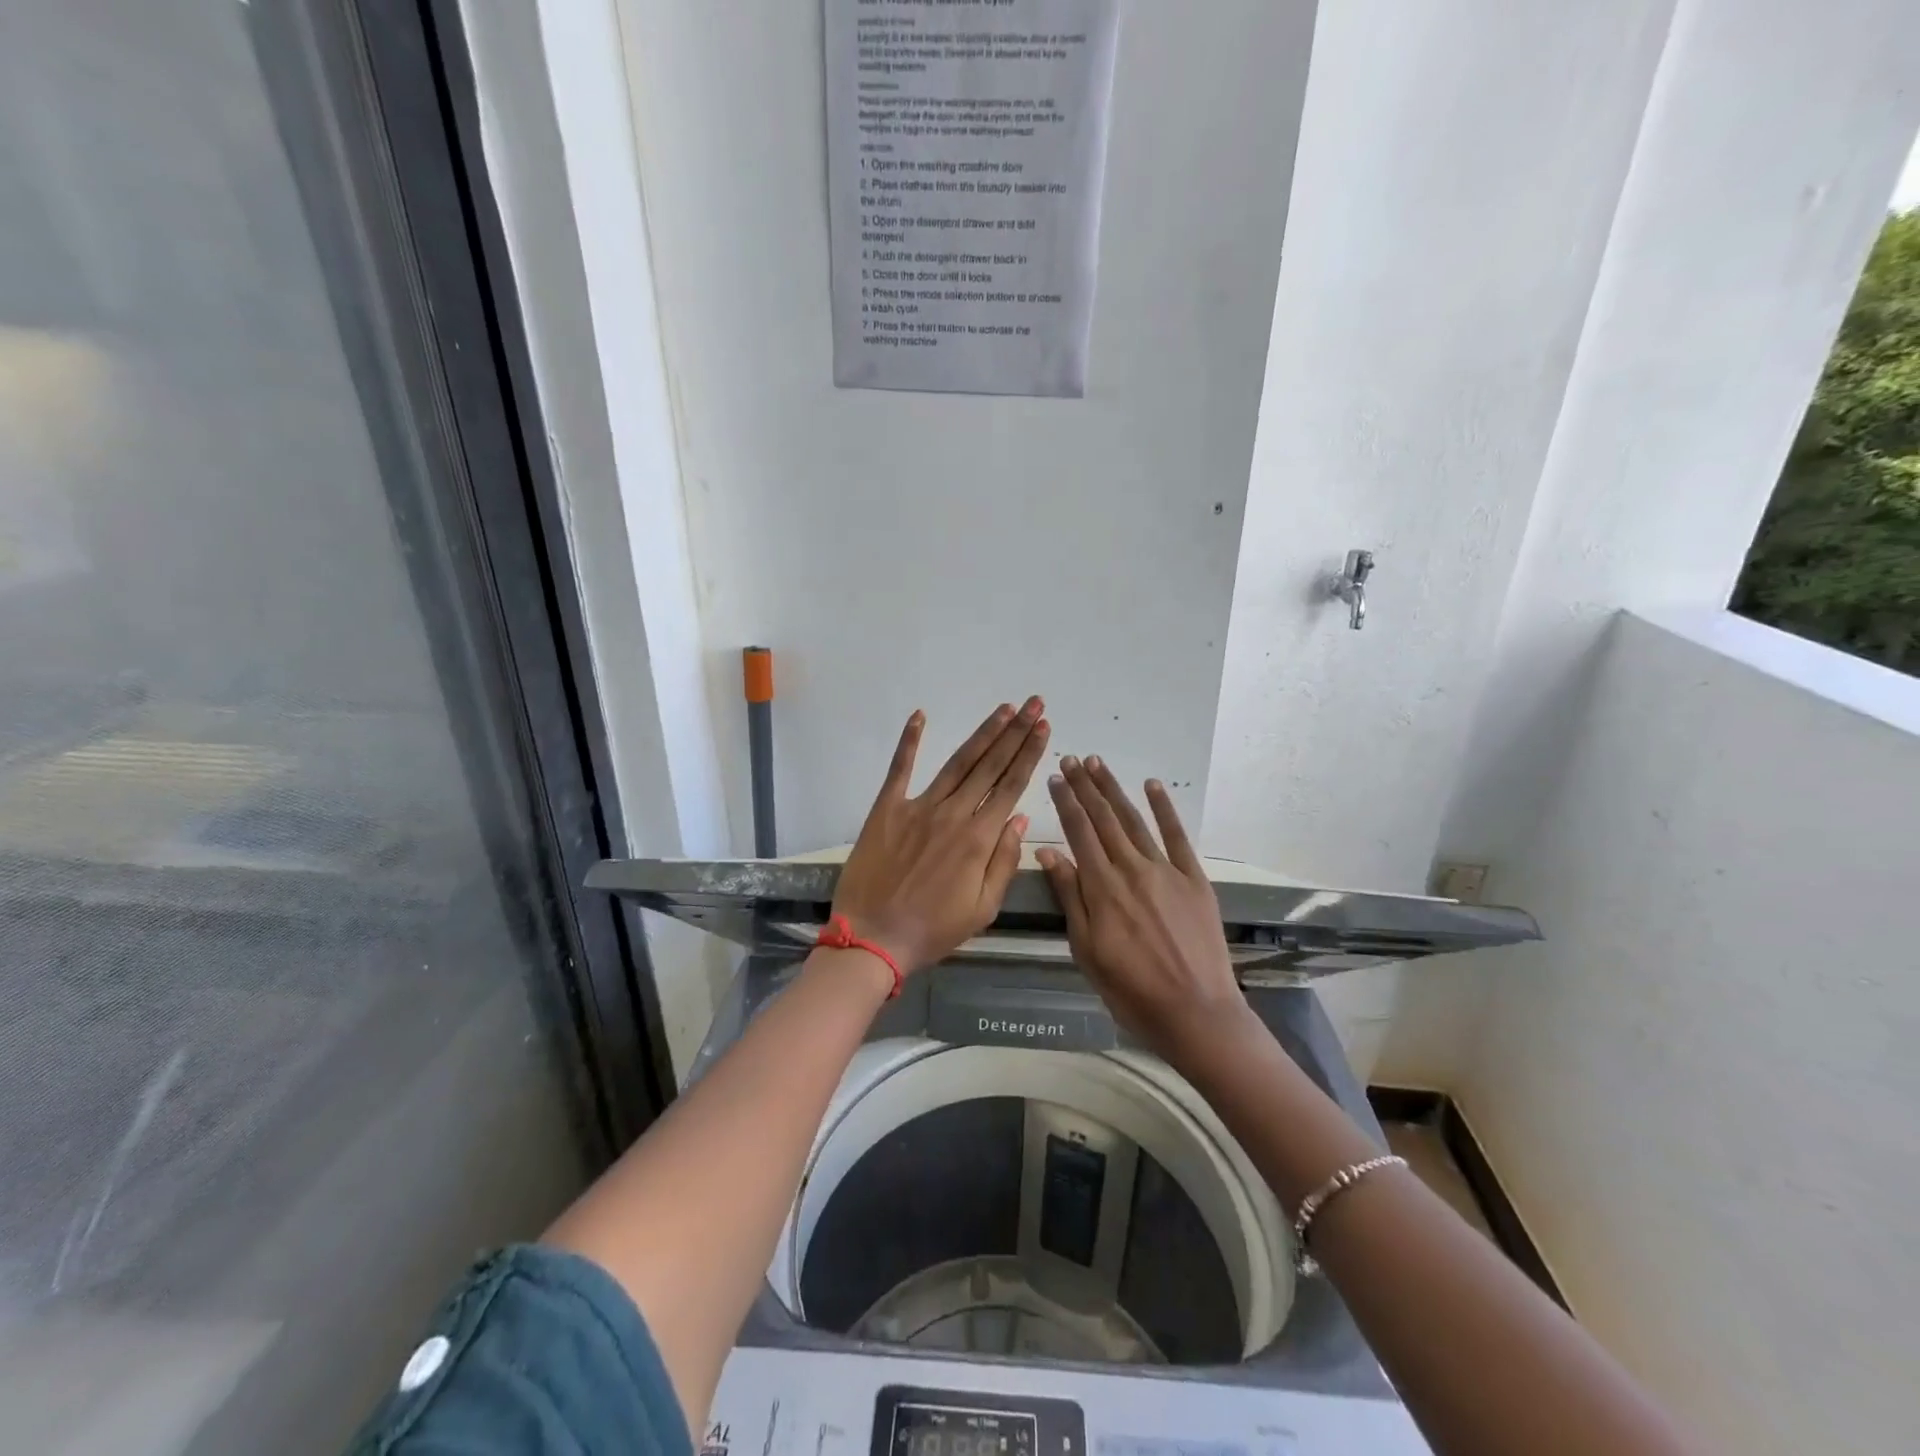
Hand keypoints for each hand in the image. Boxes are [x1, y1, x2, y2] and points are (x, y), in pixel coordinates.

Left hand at [832, 698, 1050, 974]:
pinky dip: (909, 740)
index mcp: (979, 840)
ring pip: (957, 762)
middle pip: (990, 765)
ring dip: (983, 733)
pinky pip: (900, 768)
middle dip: (1016, 732)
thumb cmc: (932, 931)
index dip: (1030, 754)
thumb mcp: (982, 909)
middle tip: (1034, 704)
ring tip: (1003, 709)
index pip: (1012, 786)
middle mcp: (953, 814)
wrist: (872, 938)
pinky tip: (920, 715)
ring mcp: (918, 807)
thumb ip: (1004, 862)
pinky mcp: (886, 809)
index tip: (1044, 727)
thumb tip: (1020, 819)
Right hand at [1037, 756, 1248, 1061]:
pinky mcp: (1195, 879)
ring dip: (1115, 791)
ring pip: (1135, 821)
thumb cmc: (1131, 990)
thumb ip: (1070, 897)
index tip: (1055, 778)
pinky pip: (1178, 837)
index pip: (1079, 833)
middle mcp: (1132, 869)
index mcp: (1103, 887)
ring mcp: (1167, 871)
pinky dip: (1164, 809)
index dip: (1066, 803)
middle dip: (1086, 787)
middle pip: (1104, 819)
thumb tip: (1048, 852)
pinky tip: (1152, 787)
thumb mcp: (1086, 949)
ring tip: (1099, 765)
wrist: (1196, 1012)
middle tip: (1072, 759)